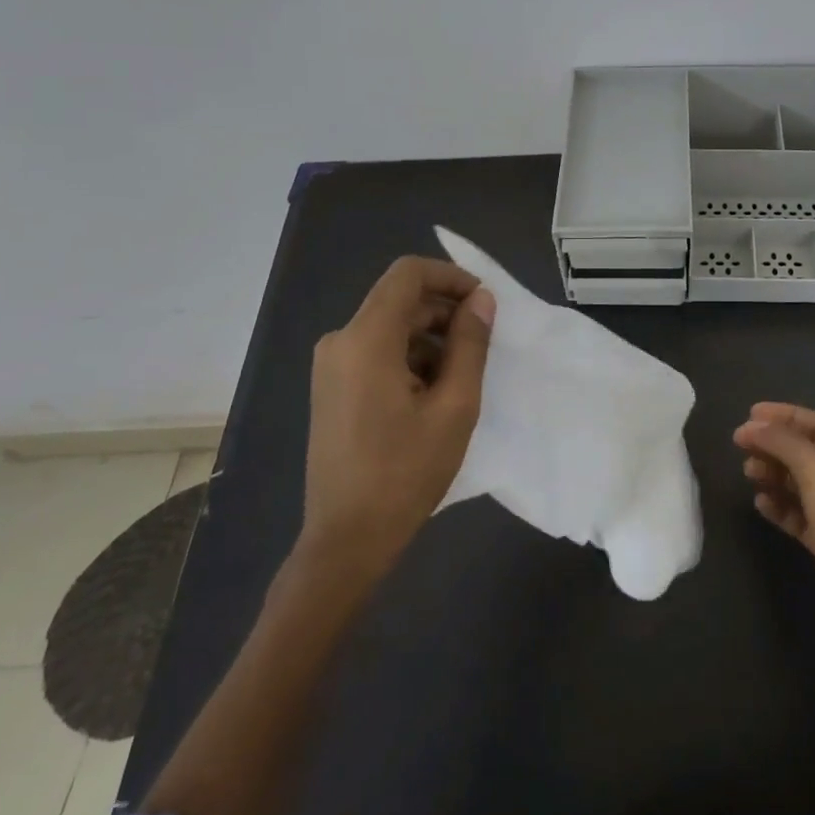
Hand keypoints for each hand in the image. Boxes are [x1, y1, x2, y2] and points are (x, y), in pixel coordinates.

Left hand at [303, 257, 494, 575]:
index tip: (483, 303)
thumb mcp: (454, 406)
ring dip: (430, 339)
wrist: (346, 540)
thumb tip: (482, 300)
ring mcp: (331, 365)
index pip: (408, 274)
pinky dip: (409, 358)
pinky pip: (376, 351)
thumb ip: (470, 344)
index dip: (451, 277)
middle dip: (445, 312)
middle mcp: (340, 341)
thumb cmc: (405, 472)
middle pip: (400, 300)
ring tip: (461, 378)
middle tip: (483, 343)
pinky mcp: (332, 387)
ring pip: (390, 327)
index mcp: (365, 340)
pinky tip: (432, 395)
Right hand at [734, 402, 814, 643]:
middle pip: (805, 453)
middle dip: (773, 445)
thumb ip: (783, 442)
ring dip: (772, 474)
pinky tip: (760, 504)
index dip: (784, 416)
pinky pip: (796, 515)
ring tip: (748, 474)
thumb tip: (751, 426)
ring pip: (798, 484)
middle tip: (741, 445)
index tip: (750, 415)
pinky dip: (777, 506)